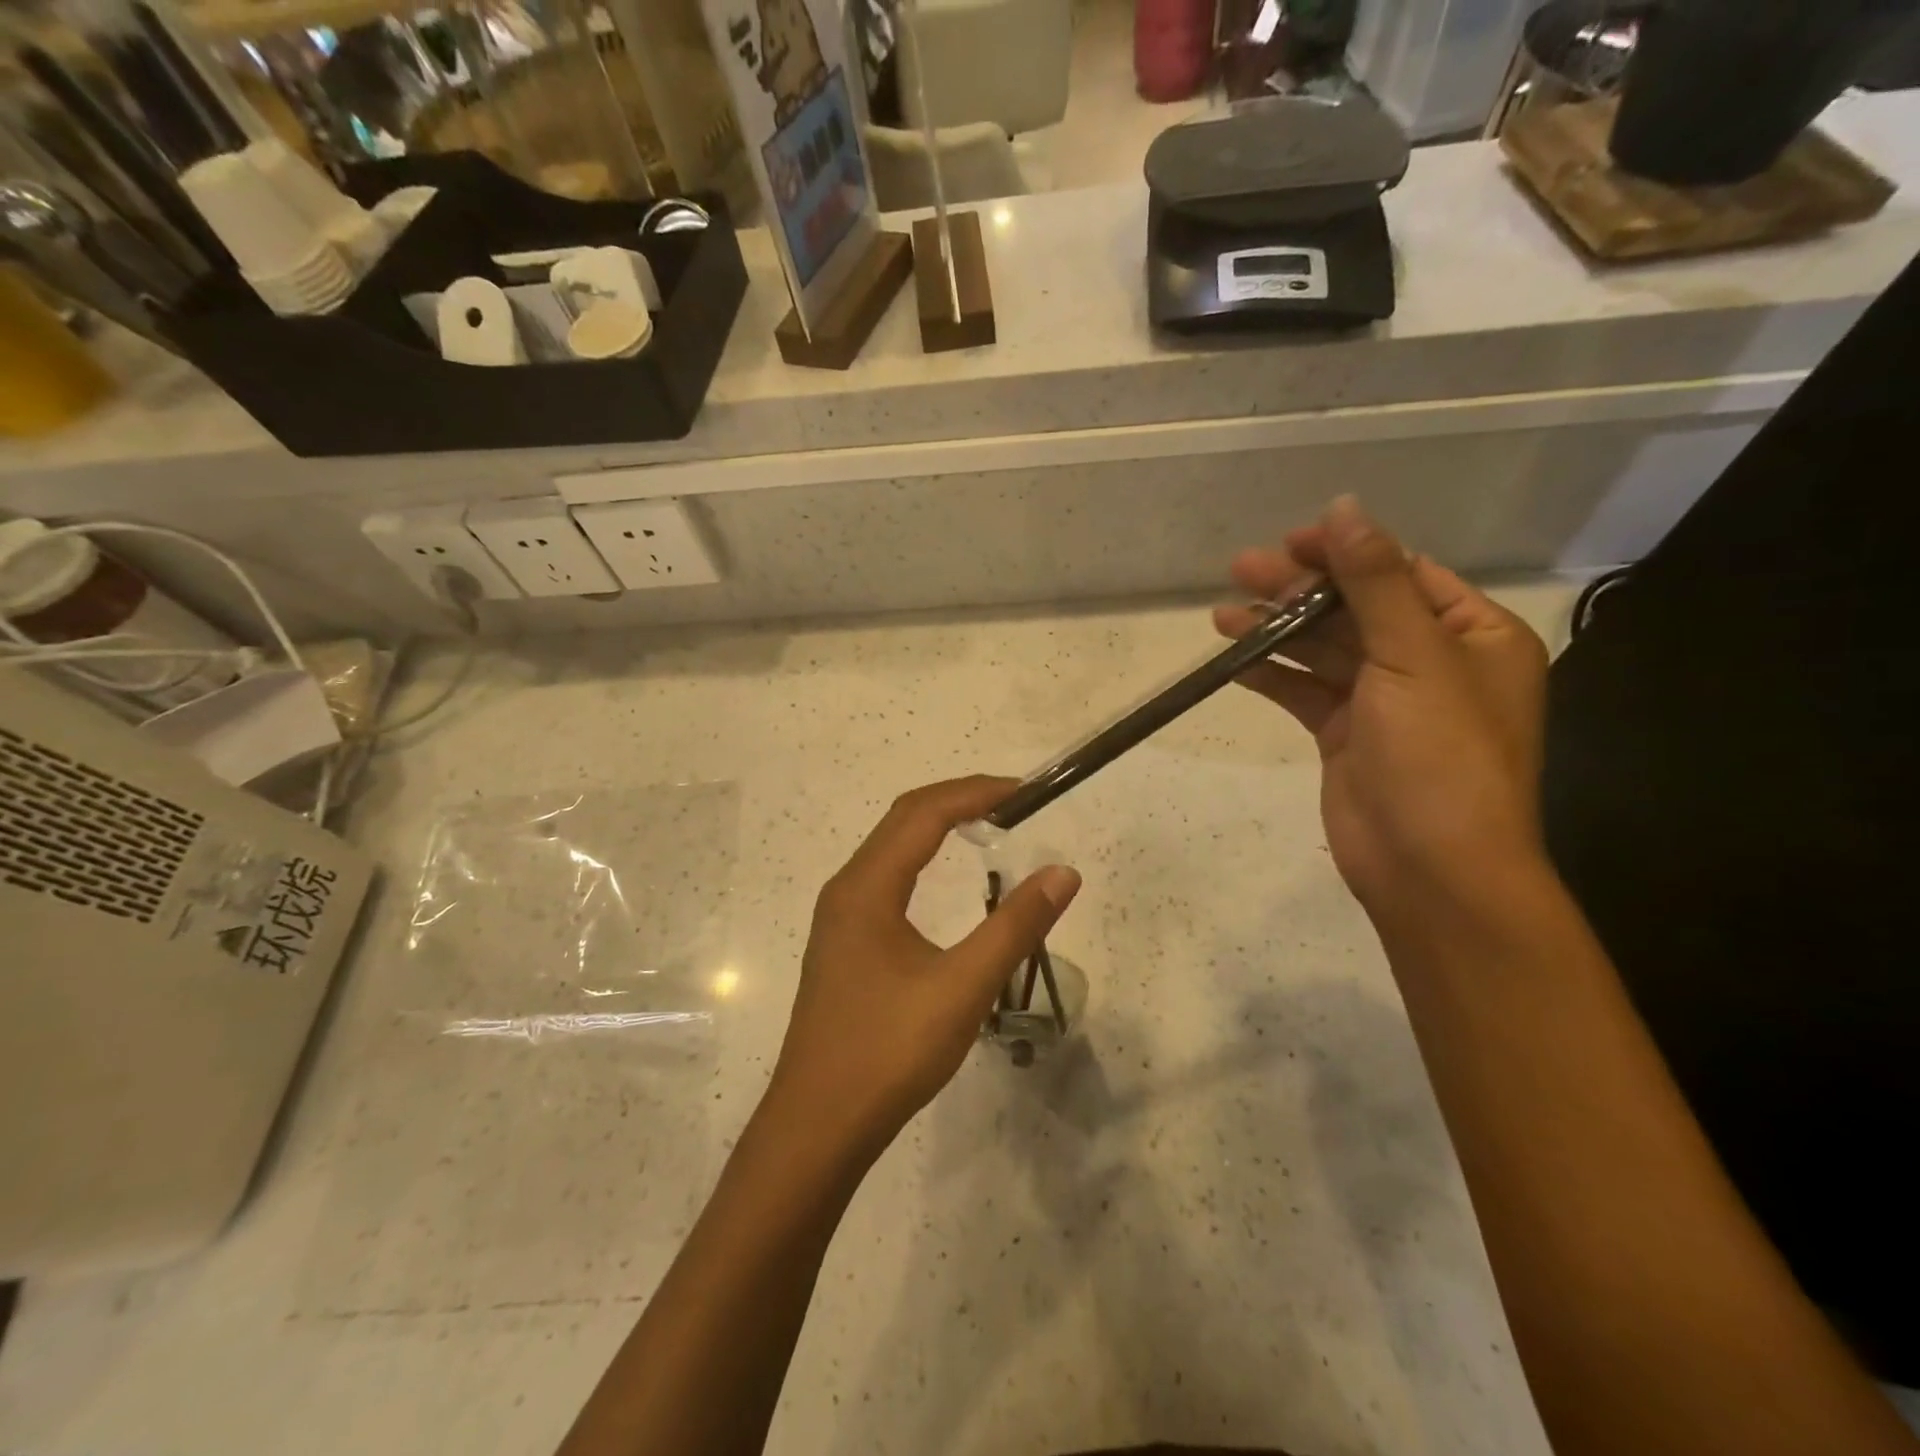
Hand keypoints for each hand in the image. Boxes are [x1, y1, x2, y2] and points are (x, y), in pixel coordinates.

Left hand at [766, 776, 1080, 1161]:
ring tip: (987, 827)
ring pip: (890, 847)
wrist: (817, 1125)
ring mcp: (839, 917)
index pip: (924, 813)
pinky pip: (885, 876)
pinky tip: (943, 881)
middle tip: (1013, 801)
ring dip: (936, 826)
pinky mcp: (843, 943)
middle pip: (903, 819)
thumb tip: (1063, 873)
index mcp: (867, 887)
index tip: (1025, 791)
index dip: (976, 793)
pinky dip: (921, 857)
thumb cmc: (888, 1052)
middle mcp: (846, 889)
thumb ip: (1014, 927)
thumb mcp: (962, 988)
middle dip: (958, 800)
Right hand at [1213, 496, 1548, 938]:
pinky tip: (1231, 658)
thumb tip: (1344, 508)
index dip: (1348, 553)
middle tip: (1242, 569)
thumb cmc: (1440, 756)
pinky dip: (1270, 673)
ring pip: (1323, 650)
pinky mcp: (1345, 735)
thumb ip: (1374, 582)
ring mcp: (1384, 702)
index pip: (1404, 574)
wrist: (1430, 868)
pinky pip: (1304, 691)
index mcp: (1472, 637)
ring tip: (1223, 612)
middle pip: (1356, 609)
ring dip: (1276, 630)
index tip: (1291, 541)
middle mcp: (1431, 663)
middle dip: (1300, 590)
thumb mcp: (1413, 656)